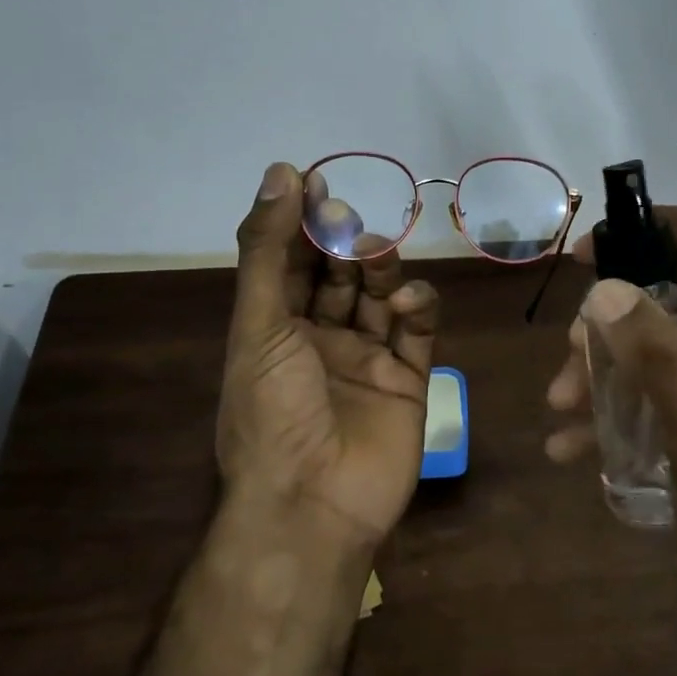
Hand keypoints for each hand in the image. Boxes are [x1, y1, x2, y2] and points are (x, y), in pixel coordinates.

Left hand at [217, 163, 439, 552]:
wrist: (314, 502)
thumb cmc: (272, 410)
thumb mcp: (259, 324)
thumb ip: (268, 249)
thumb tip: (280, 173)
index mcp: (275, 330)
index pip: (290, 261)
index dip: (300, 221)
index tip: (316, 181)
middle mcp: (319, 340)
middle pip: (338, 274)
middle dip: (343, 243)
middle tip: (349, 221)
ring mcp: (366, 359)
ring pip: (380, 296)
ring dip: (381, 269)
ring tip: (378, 256)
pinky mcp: (408, 379)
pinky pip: (417, 331)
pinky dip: (417, 307)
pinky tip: (408, 302)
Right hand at [545, 207, 676, 644]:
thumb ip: (662, 361)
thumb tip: (606, 286)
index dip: (648, 228)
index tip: (586, 256)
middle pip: (672, 289)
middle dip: (610, 316)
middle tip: (568, 358)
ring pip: (657, 338)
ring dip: (604, 363)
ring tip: (563, 407)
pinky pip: (660, 385)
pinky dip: (618, 401)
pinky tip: (575, 445)